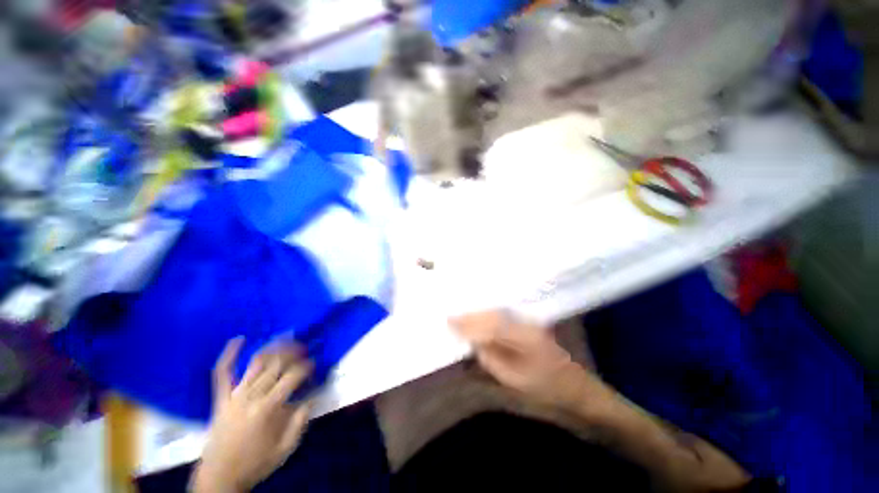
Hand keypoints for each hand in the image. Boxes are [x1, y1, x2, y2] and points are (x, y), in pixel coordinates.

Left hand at [193, 338, 312, 492]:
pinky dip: (230, 355)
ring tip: (287, 336)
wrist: (220, 476)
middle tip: (305, 347)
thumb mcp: (286, 448)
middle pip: (277, 365)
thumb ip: (301, 421)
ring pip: (257, 363)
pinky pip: (223, 373)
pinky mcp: (221, 398)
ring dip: (273, 347)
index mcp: (268, 409)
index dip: (307, 367)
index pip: (292, 377)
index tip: (315, 364)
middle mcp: (251, 396)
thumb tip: (312, 397)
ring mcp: (234, 395)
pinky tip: (239, 339)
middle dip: (294, 352)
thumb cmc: (256, 463)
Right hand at [450, 311, 613, 413]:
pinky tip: (477, 316)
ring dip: (477, 313)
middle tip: (450, 316)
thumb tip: (472, 341)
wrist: (575, 386)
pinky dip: (486, 315)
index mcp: (524, 336)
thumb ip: (491, 358)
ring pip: (496, 311)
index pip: (489, 325)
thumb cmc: (546, 389)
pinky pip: (502, 315)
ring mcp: (527, 320)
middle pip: (492, 313)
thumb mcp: (514, 380)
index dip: (468, 323)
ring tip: (459, 314)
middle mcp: (525, 321)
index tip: (449, 321)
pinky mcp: (527, 322)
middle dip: (470, 315)